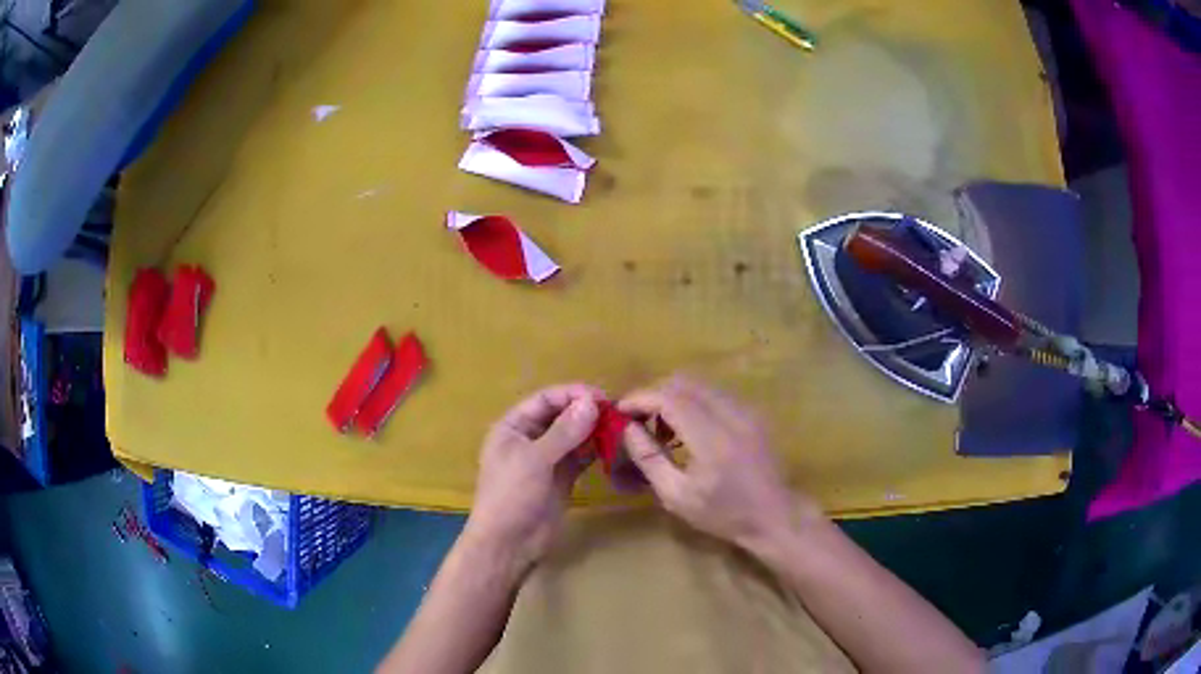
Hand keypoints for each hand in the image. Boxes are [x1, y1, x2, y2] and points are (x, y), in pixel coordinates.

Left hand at [465, 384, 601, 572]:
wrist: (509, 544)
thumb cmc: (512, 496)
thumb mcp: (535, 460)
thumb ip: (564, 431)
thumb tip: (591, 402)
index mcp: (513, 427)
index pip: (544, 400)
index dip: (571, 394)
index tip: (602, 396)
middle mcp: (529, 439)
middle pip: (560, 415)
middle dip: (585, 411)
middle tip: (616, 410)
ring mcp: (546, 460)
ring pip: (573, 436)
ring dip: (593, 429)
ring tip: (619, 425)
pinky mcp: (562, 478)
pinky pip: (580, 457)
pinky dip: (595, 449)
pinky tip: (613, 444)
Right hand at [619, 375, 819, 550]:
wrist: (774, 516)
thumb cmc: (723, 514)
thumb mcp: (677, 496)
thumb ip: (649, 459)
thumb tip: (627, 429)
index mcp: (712, 438)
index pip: (669, 398)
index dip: (640, 398)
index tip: (620, 411)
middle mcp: (731, 415)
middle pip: (684, 383)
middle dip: (655, 395)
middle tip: (638, 420)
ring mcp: (746, 411)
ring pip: (700, 385)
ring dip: (674, 397)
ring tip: (661, 428)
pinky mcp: (753, 413)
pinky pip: (715, 394)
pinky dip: (693, 402)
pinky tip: (688, 430)